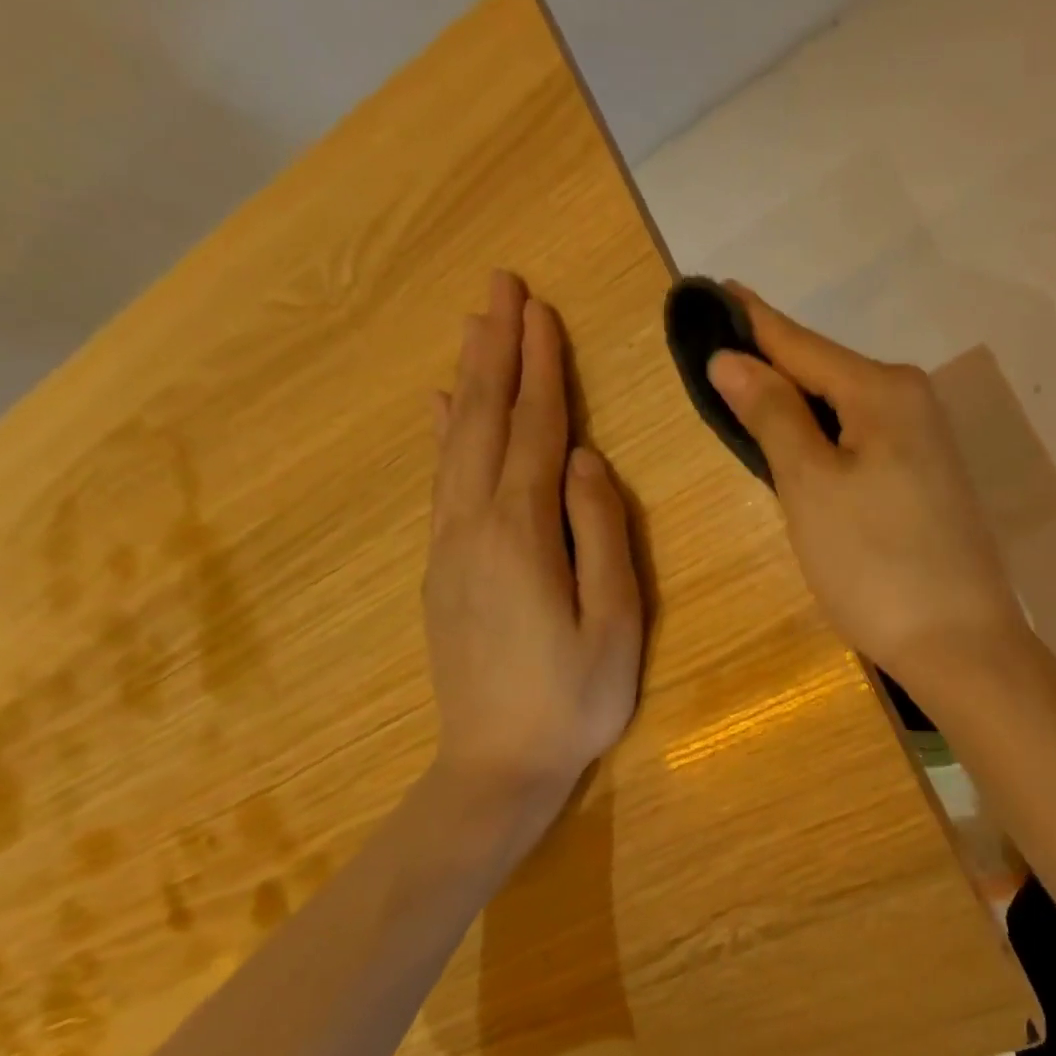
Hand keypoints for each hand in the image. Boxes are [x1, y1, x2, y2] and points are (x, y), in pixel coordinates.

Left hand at [421, 271, 642, 854]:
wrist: (495, 767)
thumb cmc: (573, 698)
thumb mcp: (614, 621)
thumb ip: (600, 533)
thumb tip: (585, 461)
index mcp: (522, 533)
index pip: (537, 430)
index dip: (541, 368)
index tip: (539, 309)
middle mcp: (474, 525)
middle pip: (487, 421)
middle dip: (497, 350)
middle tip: (500, 288)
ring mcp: (449, 546)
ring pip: (456, 443)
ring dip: (471, 380)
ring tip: (474, 327)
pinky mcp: (442, 568)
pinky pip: (442, 481)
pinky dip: (445, 434)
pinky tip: (443, 409)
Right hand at [706, 282, 1030, 704]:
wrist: (960, 646)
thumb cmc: (874, 563)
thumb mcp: (810, 486)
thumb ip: (772, 415)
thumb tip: (730, 358)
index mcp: (884, 390)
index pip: (800, 342)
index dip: (750, 321)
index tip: (710, 289)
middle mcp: (912, 402)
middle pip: (824, 372)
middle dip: (770, 362)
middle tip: (713, 352)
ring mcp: (925, 443)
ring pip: (843, 408)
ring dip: (795, 402)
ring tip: (741, 391)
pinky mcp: (926, 480)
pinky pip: (860, 439)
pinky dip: (822, 437)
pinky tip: (797, 444)